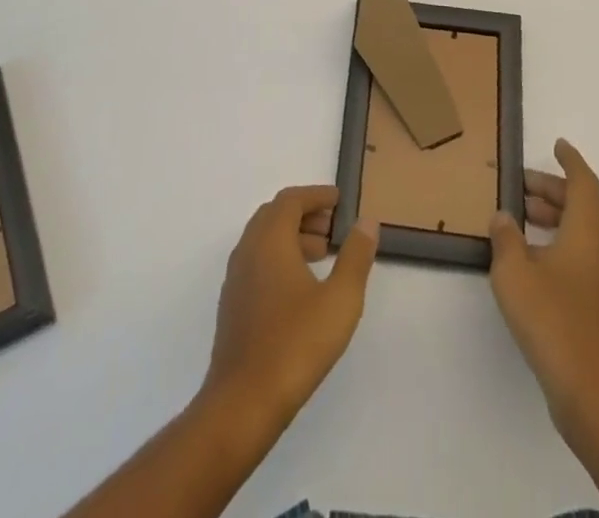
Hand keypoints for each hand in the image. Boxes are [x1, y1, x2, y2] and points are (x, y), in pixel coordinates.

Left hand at [202, 185, 378, 432]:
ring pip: (264, 239)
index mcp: (269, 240)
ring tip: (323, 254)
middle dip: (305, 214)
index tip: (340, 200)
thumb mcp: (339, 300)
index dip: (316, 195)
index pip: (291, 200)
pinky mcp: (233, 304)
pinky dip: (280, 257)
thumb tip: (366, 222)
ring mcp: (236, 278)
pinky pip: (257, 262)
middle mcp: (248, 250)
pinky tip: (300, 287)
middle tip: (333, 226)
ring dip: (292, 236)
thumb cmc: (295, 345)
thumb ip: (355, 256)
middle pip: (275, 215)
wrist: (242, 403)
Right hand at [488, 140, 598, 436]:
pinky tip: (530, 258)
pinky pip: (580, 254)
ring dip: (554, 216)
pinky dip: (558, 241)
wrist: (592, 395)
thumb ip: (505, 238)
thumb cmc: (552, 321)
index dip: (570, 161)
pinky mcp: (598, 304)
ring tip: (521, 216)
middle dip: (554, 189)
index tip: (556, 145)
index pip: (583, 182)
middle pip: (583, 205)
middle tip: (521, 185)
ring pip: (582, 231)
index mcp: (587, 232)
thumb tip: (503, 216)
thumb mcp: (514, 273)